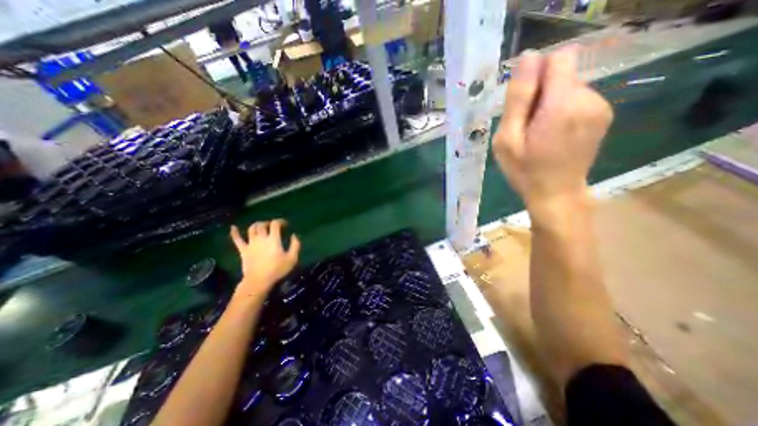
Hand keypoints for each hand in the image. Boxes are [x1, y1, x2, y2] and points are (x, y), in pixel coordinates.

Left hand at [229, 222, 300, 297]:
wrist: (258, 281)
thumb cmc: (277, 269)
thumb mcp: (292, 258)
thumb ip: (295, 245)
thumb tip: (294, 235)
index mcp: (273, 239)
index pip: (275, 224)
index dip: (280, 221)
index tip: (285, 224)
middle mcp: (261, 238)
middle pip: (263, 225)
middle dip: (269, 223)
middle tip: (273, 226)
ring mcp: (251, 243)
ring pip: (252, 229)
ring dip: (257, 225)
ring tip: (261, 226)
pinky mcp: (243, 250)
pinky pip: (237, 239)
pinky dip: (234, 233)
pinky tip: (233, 227)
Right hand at [496, 46, 611, 219]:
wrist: (556, 194)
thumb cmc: (525, 170)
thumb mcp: (508, 139)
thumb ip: (518, 99)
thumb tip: (528, 58)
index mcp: (562, 104)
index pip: (559, 59)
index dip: (537, 75)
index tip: (523, 102)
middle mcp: (588, 98)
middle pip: (561, 74)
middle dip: (540, 94)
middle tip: (526, 126)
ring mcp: (599, 106)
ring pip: (568, 87)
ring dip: (548, 104)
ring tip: (537, 133)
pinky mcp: (601, 114)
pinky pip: (576, 98)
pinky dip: (560, 110)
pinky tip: (551, 134)